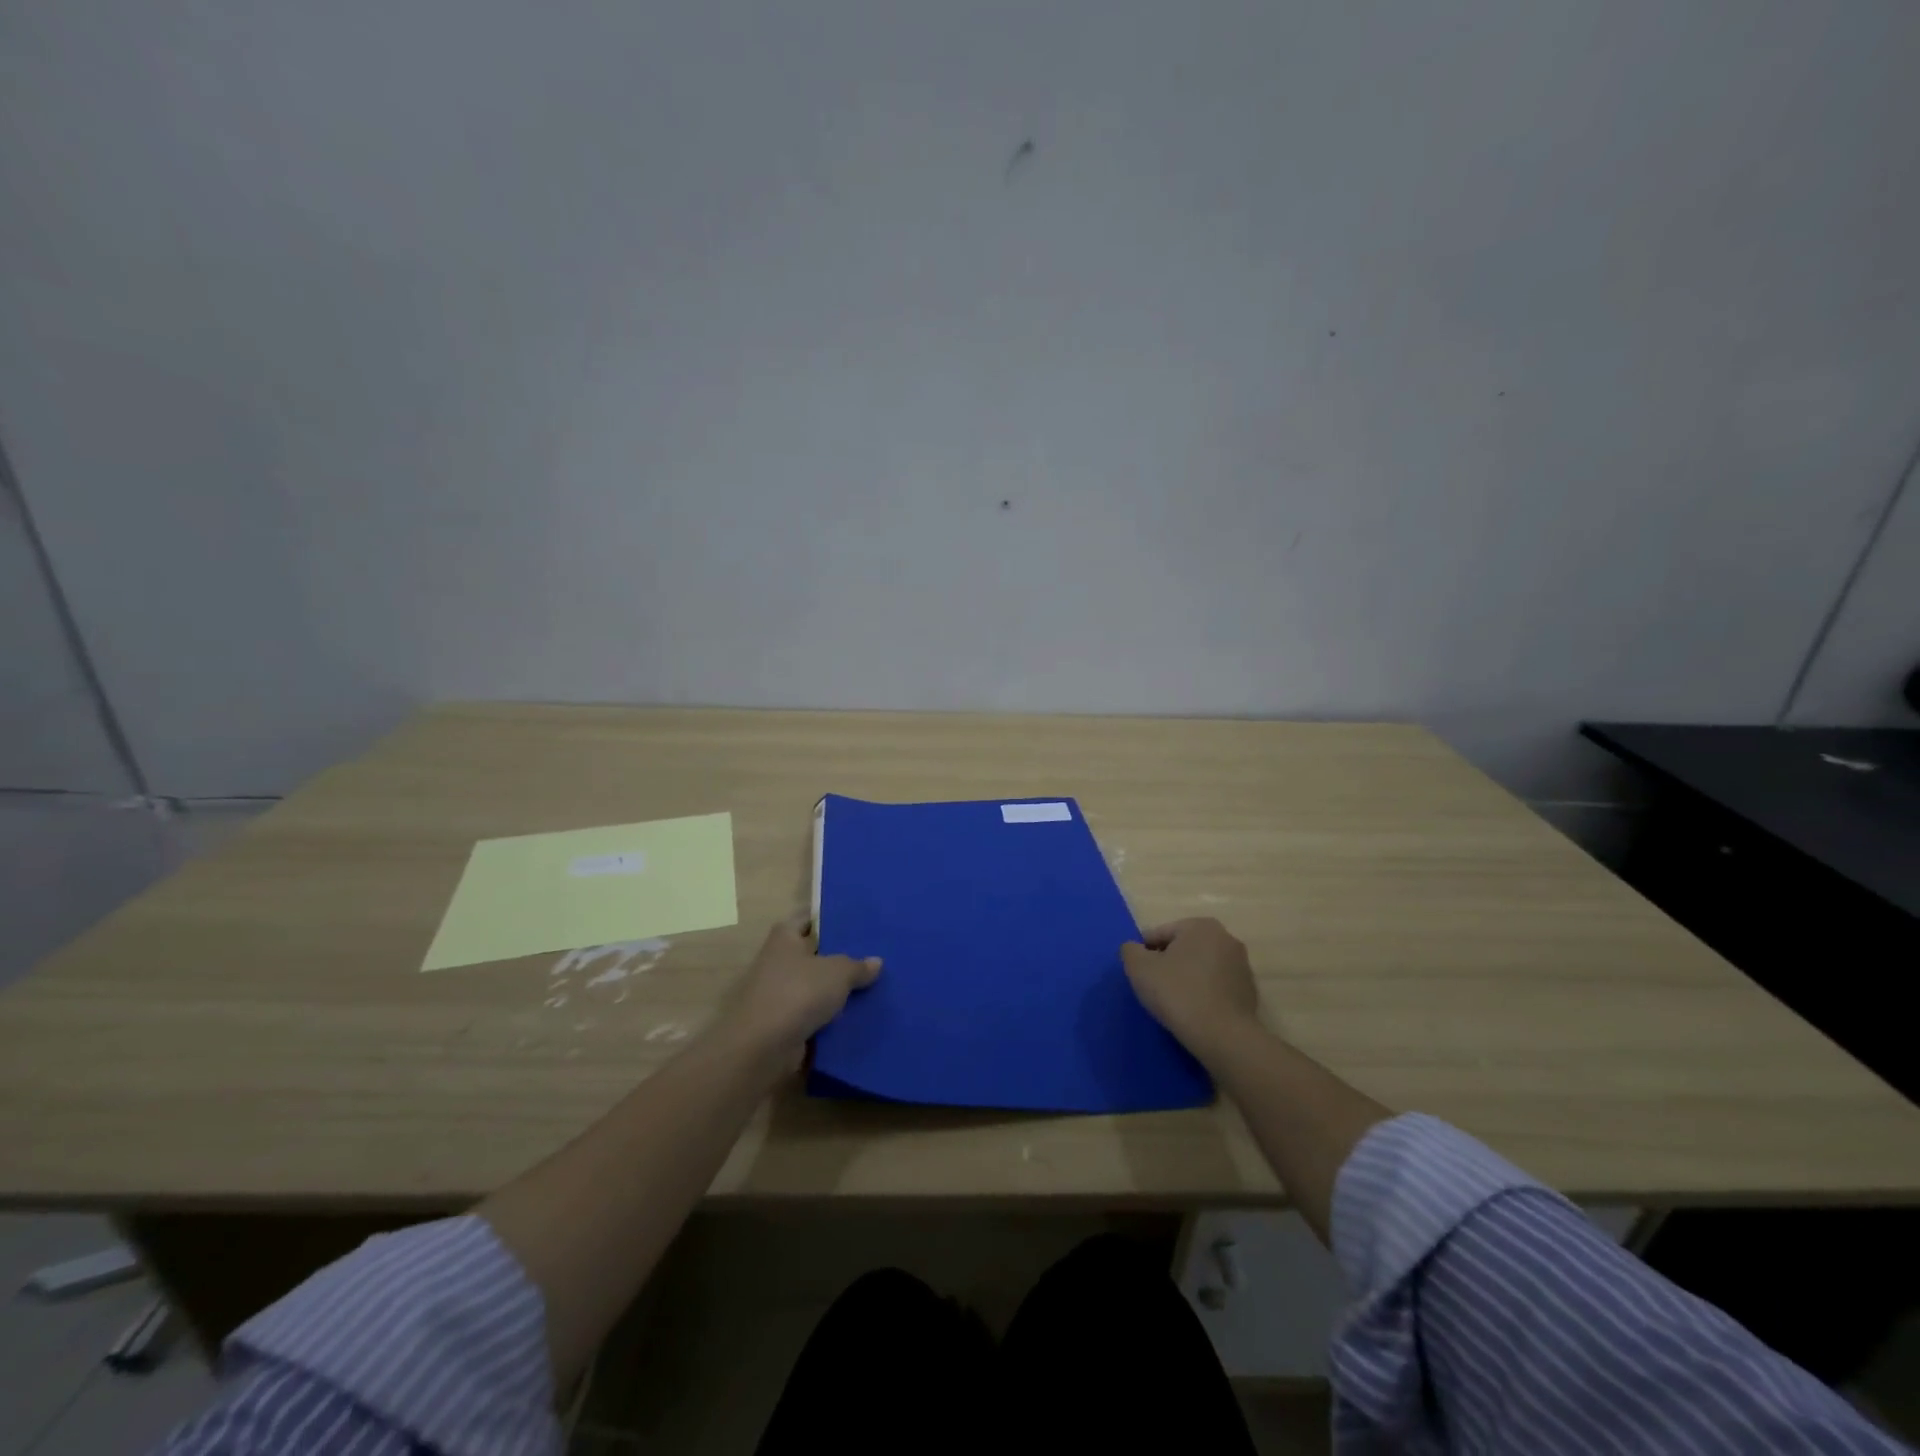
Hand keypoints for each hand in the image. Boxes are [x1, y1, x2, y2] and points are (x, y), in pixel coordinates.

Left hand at [723, 918, 880, 1063]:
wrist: (761, 1048)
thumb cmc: (798, 993)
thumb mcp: (838, 972)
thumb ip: (857, 965)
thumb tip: (876, 962)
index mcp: (785, 937)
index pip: (809, 919)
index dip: (831, 919)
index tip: (857, 923)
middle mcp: (778, 961)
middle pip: (815, 954)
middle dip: (840, 958)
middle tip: (874, 956)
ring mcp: (779, 994)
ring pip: (816, 987)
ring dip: (837, 991)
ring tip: (874, 987)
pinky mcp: (783, 1024)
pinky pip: (814, 1015)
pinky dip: (831, 1018)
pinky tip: (859, 1017)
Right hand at [1121, 917, 1258, 1058]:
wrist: (1223, 1036)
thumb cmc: (1178, 993)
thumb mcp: (1139, 968)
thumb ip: (1130, 950)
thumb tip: (1134, 949)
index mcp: (1200, 925)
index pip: (1160, 934)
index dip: (1144, 953)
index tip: (1138, 974)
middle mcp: (1226, 938)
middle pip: (1183, 948)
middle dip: (1167, 964)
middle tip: (1154, 987)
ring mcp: (1241, 965)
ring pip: (1201, 967)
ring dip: (1186, 978)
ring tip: (1173, 1003)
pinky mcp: (1249, 992)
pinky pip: (1216, 986)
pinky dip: (1203, 994)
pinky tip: (1193, 1012)